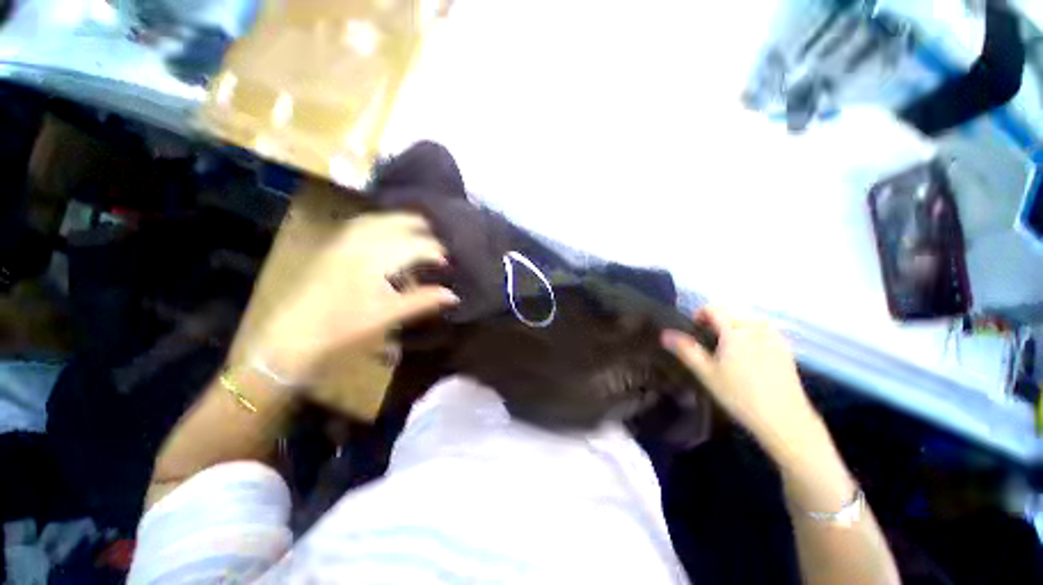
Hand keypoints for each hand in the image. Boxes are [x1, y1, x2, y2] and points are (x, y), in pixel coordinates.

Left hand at [255, 213, 458, 379]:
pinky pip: (361, 225)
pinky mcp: (332, 248)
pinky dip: (380, 224)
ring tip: (417, 230)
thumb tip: (453, 295)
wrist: (292, 337)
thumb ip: (423, 300)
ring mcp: (343, 242)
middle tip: (437, 242)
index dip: (435, 251)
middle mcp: (360, 242)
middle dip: (421, 228)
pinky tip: (385, 232)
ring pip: (378, 220)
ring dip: (401, 222)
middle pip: (397, 223)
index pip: (415, 245)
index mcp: (376, 258)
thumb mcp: (389, 315)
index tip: (447, 263)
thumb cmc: (345, 328)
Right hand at [662, 306, 820, 453]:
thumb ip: (686, 350)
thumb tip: (664, 334)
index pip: (714, 308)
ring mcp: (775, 338)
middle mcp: (756, 328)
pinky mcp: (786, 350)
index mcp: (735, 331)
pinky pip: (765, 331)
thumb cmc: (740, 395)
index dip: (700, 314)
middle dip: (718, 321)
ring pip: (750, 321)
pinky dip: (753, 334)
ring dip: (735, 326)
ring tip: (729, 348)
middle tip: (710, 343)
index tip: (695, 329)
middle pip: (732, 313)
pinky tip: (751, 356)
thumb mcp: (707, 373)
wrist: (784, 419)